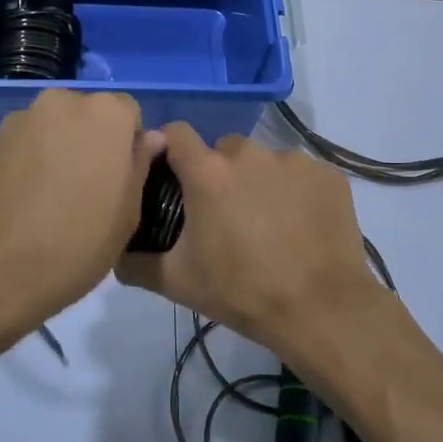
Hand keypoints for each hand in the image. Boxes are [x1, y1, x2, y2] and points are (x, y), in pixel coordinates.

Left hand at [0, 89, 164, 332]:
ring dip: (64, 149)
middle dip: (95, 142)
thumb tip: (148, 139)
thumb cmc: (78, 240)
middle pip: (91, 116)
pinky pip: (30, 143)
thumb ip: (140, 164)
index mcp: (107, 113)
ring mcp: (24, 118)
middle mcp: (64, 101)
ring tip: (58, 197)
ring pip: (58, 128)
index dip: (129, 146)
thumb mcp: (128, 211)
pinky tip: (31, 199)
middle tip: (93, 188)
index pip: (130, 114)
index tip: (123, 179)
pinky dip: (36, 160)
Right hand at [115, 124, 400, 361]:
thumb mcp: (178, 282)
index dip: (171, 149)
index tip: (173, 174)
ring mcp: (293, 160)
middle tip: (226, 215)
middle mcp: (250, 154)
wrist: (320, 308)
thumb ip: (136, 263)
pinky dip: (297, 192)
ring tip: (269, 224)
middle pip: (224, 149)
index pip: (177, 133)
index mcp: (209, 172)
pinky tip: (301, 226)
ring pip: (265, 161)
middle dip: (220, 173)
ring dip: (260, 182)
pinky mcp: (327, 173)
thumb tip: (115, 253)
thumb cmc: (242, 292)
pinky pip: (301, 174)